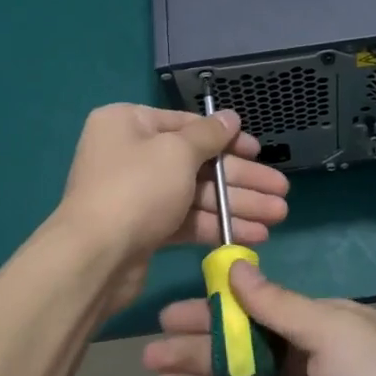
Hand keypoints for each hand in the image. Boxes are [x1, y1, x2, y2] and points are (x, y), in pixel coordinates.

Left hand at [55, 104, 289, 309]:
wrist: (94, 258)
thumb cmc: (137, 188)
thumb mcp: (177, 152)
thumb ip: (209, 135)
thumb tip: (230, 117)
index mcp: (128, 123)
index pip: (186, 125)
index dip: (227, 139)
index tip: (259, 151)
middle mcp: (130, 154)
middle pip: (197, 162)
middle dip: (241, 179)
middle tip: (280, 192)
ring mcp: (136, 194)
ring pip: (196, 194)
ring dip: (236, 205)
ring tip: (277, 217)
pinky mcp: (144, 229)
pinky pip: (186, 220)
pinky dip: (217, 226)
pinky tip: (252, 235)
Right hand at [143, 260, 375, 375]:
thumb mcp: (333, 331)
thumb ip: (279, 305)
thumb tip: (236, 268)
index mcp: (318, 327)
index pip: (255, 312)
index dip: (214, 311)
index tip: (172, 314)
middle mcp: (304, 364)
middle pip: (238, 352)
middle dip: (195, 351)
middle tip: (152, 356)